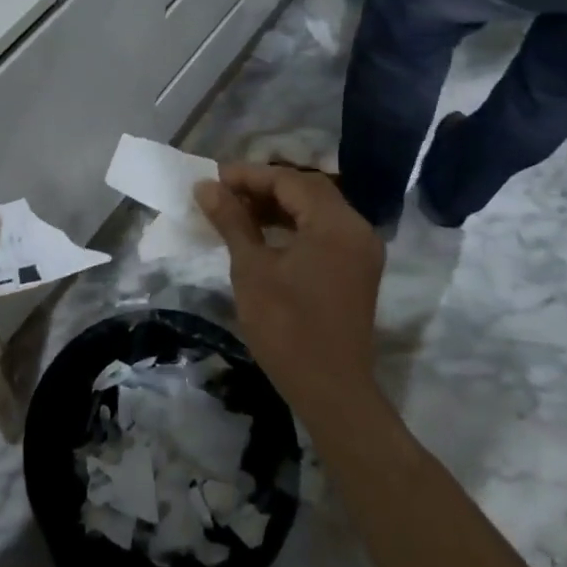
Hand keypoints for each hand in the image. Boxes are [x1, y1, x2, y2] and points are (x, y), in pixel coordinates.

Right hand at [195, 165, 384, 411]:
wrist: (331, 391)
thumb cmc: (287, 327)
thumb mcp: (251, 269)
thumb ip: (232, 221)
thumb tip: (205, 186)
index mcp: (335, 223)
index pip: (289, 180)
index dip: (249, 175)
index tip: (213, 179)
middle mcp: (356, 227)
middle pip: (306, 190)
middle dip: (263, 186)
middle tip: (224, 193)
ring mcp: (360, 249)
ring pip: (316, 209)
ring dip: (278, 205)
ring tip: (238, 211)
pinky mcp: (357, 269)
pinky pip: (324, 231)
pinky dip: (294, 225)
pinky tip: (264, 234)